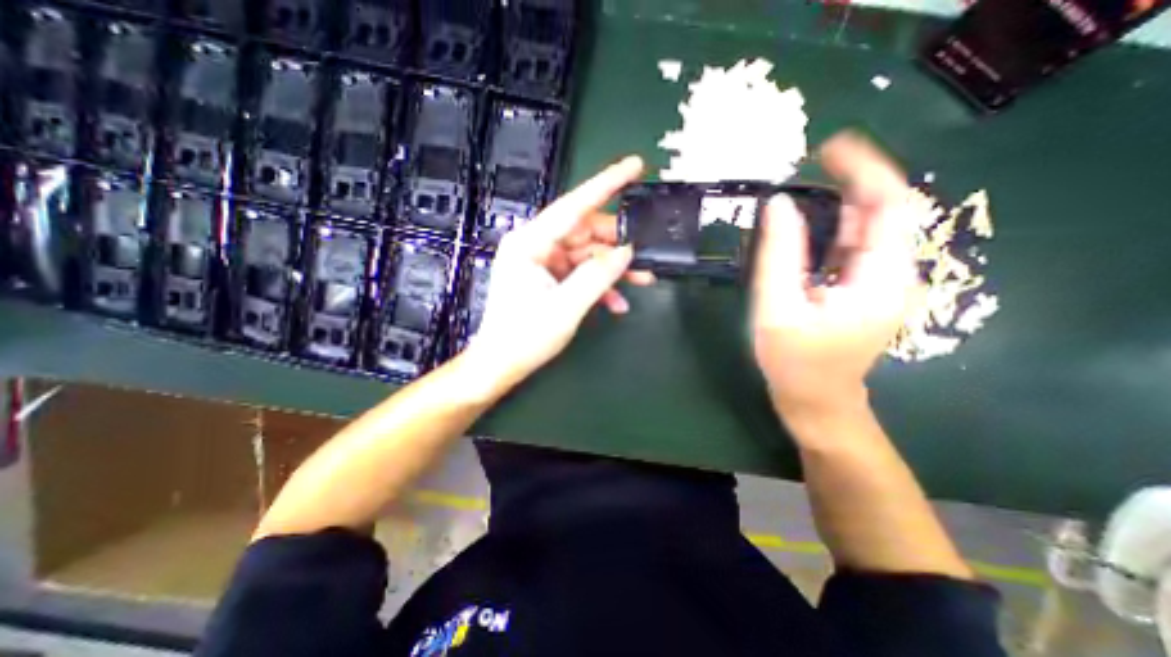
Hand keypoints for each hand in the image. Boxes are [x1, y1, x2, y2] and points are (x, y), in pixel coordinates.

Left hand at [465, 154, 649, 387]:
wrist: (501, 365)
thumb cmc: (525, 337)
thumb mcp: (566, 307)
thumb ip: (598, 276)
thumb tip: (627, 253)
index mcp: (530, 243)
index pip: (574, 206)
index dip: (607, 184)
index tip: (635, 166)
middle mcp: (535, 245)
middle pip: (585, 232)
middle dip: (618, 243)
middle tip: (647, 253)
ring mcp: (542, 262)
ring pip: (587, 255)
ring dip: (613, 269)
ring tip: (642, 281)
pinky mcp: (548, 278)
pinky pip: (580, 273)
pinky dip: (600, 285)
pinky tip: (617, 303)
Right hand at [754, 130, 927, 421]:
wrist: (816, 401)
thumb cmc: (796, 362)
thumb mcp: (778, 309)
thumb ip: (779, 256)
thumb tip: (780, 205)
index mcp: (881, 277)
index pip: (890, 204)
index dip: (864, 169)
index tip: (828, 148)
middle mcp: (892, 273)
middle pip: (883, 211)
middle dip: (851, 181)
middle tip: (807, 163)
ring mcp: (879, 282)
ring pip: (867, 229)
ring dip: (839, 204)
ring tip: (804, 186)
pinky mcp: (862, 290)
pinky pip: (854, 247)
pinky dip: (833, 228)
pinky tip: (807, 224)